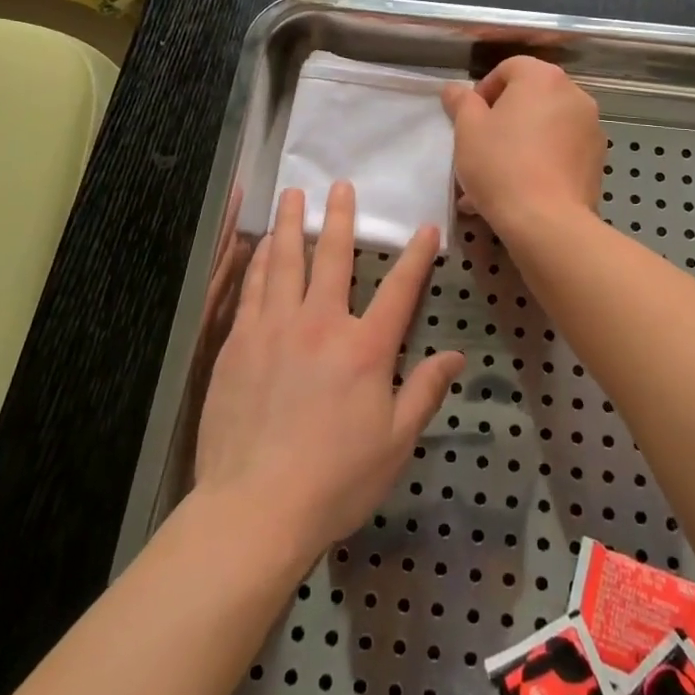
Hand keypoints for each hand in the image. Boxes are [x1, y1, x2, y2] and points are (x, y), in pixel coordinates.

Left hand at [194, 183, 463, 560]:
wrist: (254, 508)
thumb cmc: (335, 481)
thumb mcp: (395, 443)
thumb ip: (425, 392)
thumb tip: (455, 356)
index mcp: (365, 348)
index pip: (399, 289)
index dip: (417, 256)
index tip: (426, 228)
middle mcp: (321, 323)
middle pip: (332, 257)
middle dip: (339, 218)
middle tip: (339, 185)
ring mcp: (275, 328)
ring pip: (285, 261)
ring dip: (290, 224)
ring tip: (291, 195)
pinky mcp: (238, 342)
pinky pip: (251, 288)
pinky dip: (258, 261)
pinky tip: (259, 245)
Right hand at [442, 56, 603, 238]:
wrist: (548, 222)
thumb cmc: (501, 166)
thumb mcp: (467, 130)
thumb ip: (461, 102)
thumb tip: (455, 89)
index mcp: (543, 78)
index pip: (509, 68)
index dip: (484, 90)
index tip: (470, 119)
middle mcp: (574, 94)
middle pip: (531, 96)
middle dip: (504, 117)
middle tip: (482, 145)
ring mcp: (591, 127)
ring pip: (546, 126)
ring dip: (522, 140)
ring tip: (497, 175)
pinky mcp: (597, 159)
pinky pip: (561, 150)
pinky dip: (542, 160)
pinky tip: (520, 189)